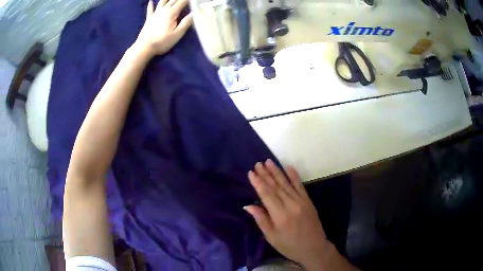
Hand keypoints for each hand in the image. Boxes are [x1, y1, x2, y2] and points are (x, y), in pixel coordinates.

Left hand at [135, 0, 192, 56]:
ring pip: (163, 1)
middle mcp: (164, 10)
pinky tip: (150, 1)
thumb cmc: (162, 41)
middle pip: (174, 0)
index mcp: (172, 13)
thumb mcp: (178, 34)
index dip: (189, 0)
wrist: (144, 47)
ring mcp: (155, 14)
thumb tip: (195, 12)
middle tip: (185, 0)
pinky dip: (150, 5)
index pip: (183, 1)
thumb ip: (187, 22)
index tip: (195, 0)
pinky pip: (150, 9)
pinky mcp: (149, 19)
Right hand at [244, 160, 332, 269]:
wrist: (314, 248)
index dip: (258, 183)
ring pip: (287, 184)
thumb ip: (261, 219)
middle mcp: (291, 205)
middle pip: (276, 186)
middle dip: (266, 174)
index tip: (251, 172)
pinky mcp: (308, 201)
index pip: (266, 195)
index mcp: (280, 215)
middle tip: (258, 163)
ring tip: (269, 161)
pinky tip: (289, 167)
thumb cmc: (289, 245)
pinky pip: (300, 186)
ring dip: (277, 172)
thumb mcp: (271, 236)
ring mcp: (301, 201)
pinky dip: (294, 176)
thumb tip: (249, 205)